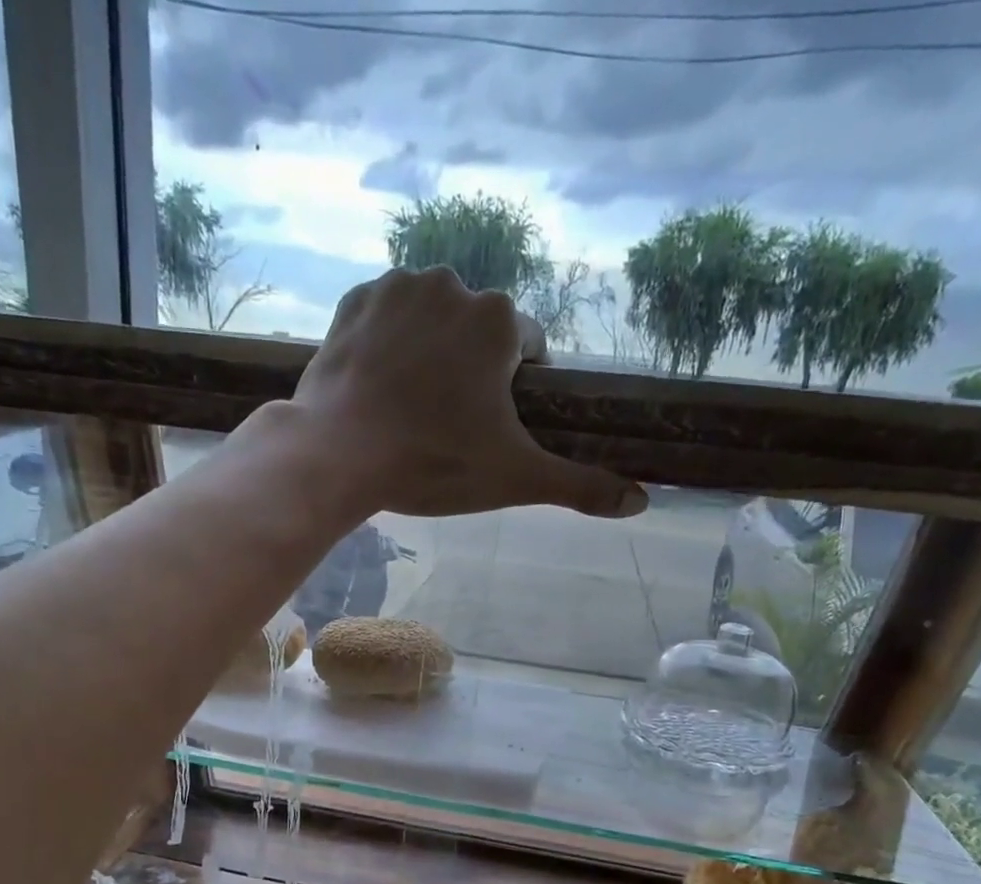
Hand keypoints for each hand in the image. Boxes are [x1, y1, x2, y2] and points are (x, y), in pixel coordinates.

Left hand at [289, 267, 646, 520]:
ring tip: (408, 407)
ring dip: (429, 352)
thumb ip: (579, 486)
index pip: (527, 349)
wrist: (338, 454)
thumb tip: (642, 501)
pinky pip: (385, 317)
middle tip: (444, 423)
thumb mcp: (515, 479)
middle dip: (469, 370)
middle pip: (477, 332)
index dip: (514, 389)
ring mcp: (399, 288)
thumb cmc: (433, 463)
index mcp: (500, 321)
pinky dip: (386, 343)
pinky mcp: (354, 301)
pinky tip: (377, 385)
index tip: (489, 426)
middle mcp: (454, 286)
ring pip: (431, 320)